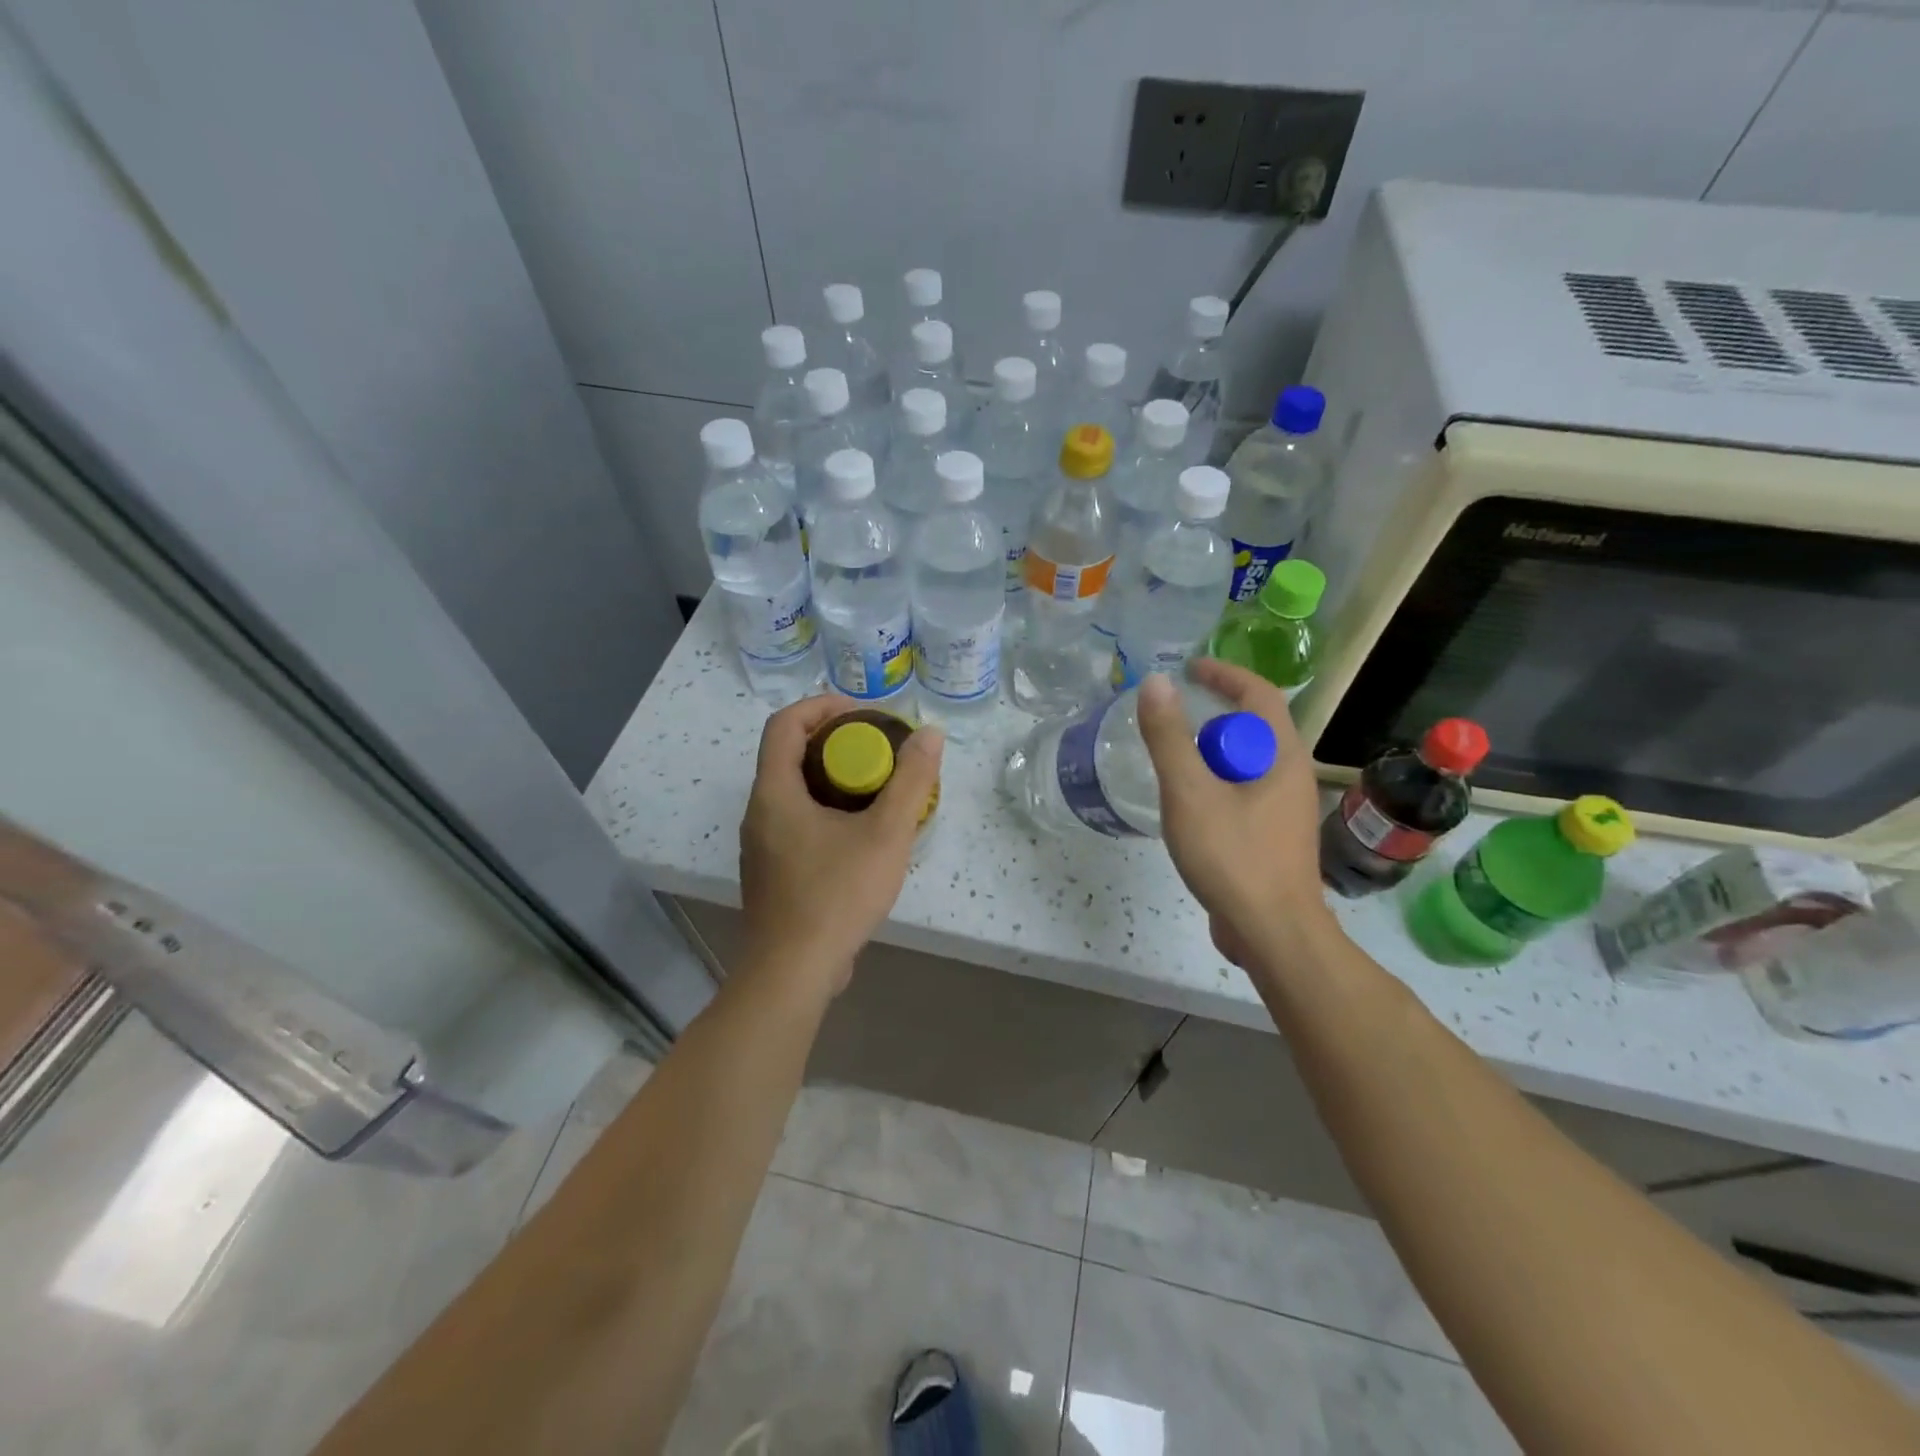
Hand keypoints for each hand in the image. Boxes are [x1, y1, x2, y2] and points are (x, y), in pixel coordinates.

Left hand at [738, 695, 943, 993]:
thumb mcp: (886, 835)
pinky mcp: (771, 872)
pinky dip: (826, 810)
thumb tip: (930, 734)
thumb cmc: (836, 896)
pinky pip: (796, 822)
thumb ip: (911, 781)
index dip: (823, 706)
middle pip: (789, 754)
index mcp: (774, 793)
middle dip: (835, 742)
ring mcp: (761, 845)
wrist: (793, 973)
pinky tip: (861, 835)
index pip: (784, 723)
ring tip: (877, 789)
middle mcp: (759, 812)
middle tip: (879, 749)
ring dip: (832, 778)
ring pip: (794, 791)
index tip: (865, 714)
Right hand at [1137, 659, 1332, 953]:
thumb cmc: (1233, 856)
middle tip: (1169, 727)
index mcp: (1282, 756)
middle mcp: (1291, 776)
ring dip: (1209, 756)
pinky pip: (1241, 793)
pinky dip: (1213, 786)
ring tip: (1171, 768)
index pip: (1259, 694)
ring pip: (1244, 765)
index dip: (1224, 674)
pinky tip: (1187, 809)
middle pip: (1251, 728)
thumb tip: (1155, 683)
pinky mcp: (1271, 837)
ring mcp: (1283, 810)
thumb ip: (1169, 737)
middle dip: (1210, 719)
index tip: (1188, 669)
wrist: (1272, 934)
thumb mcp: (1190, 792)